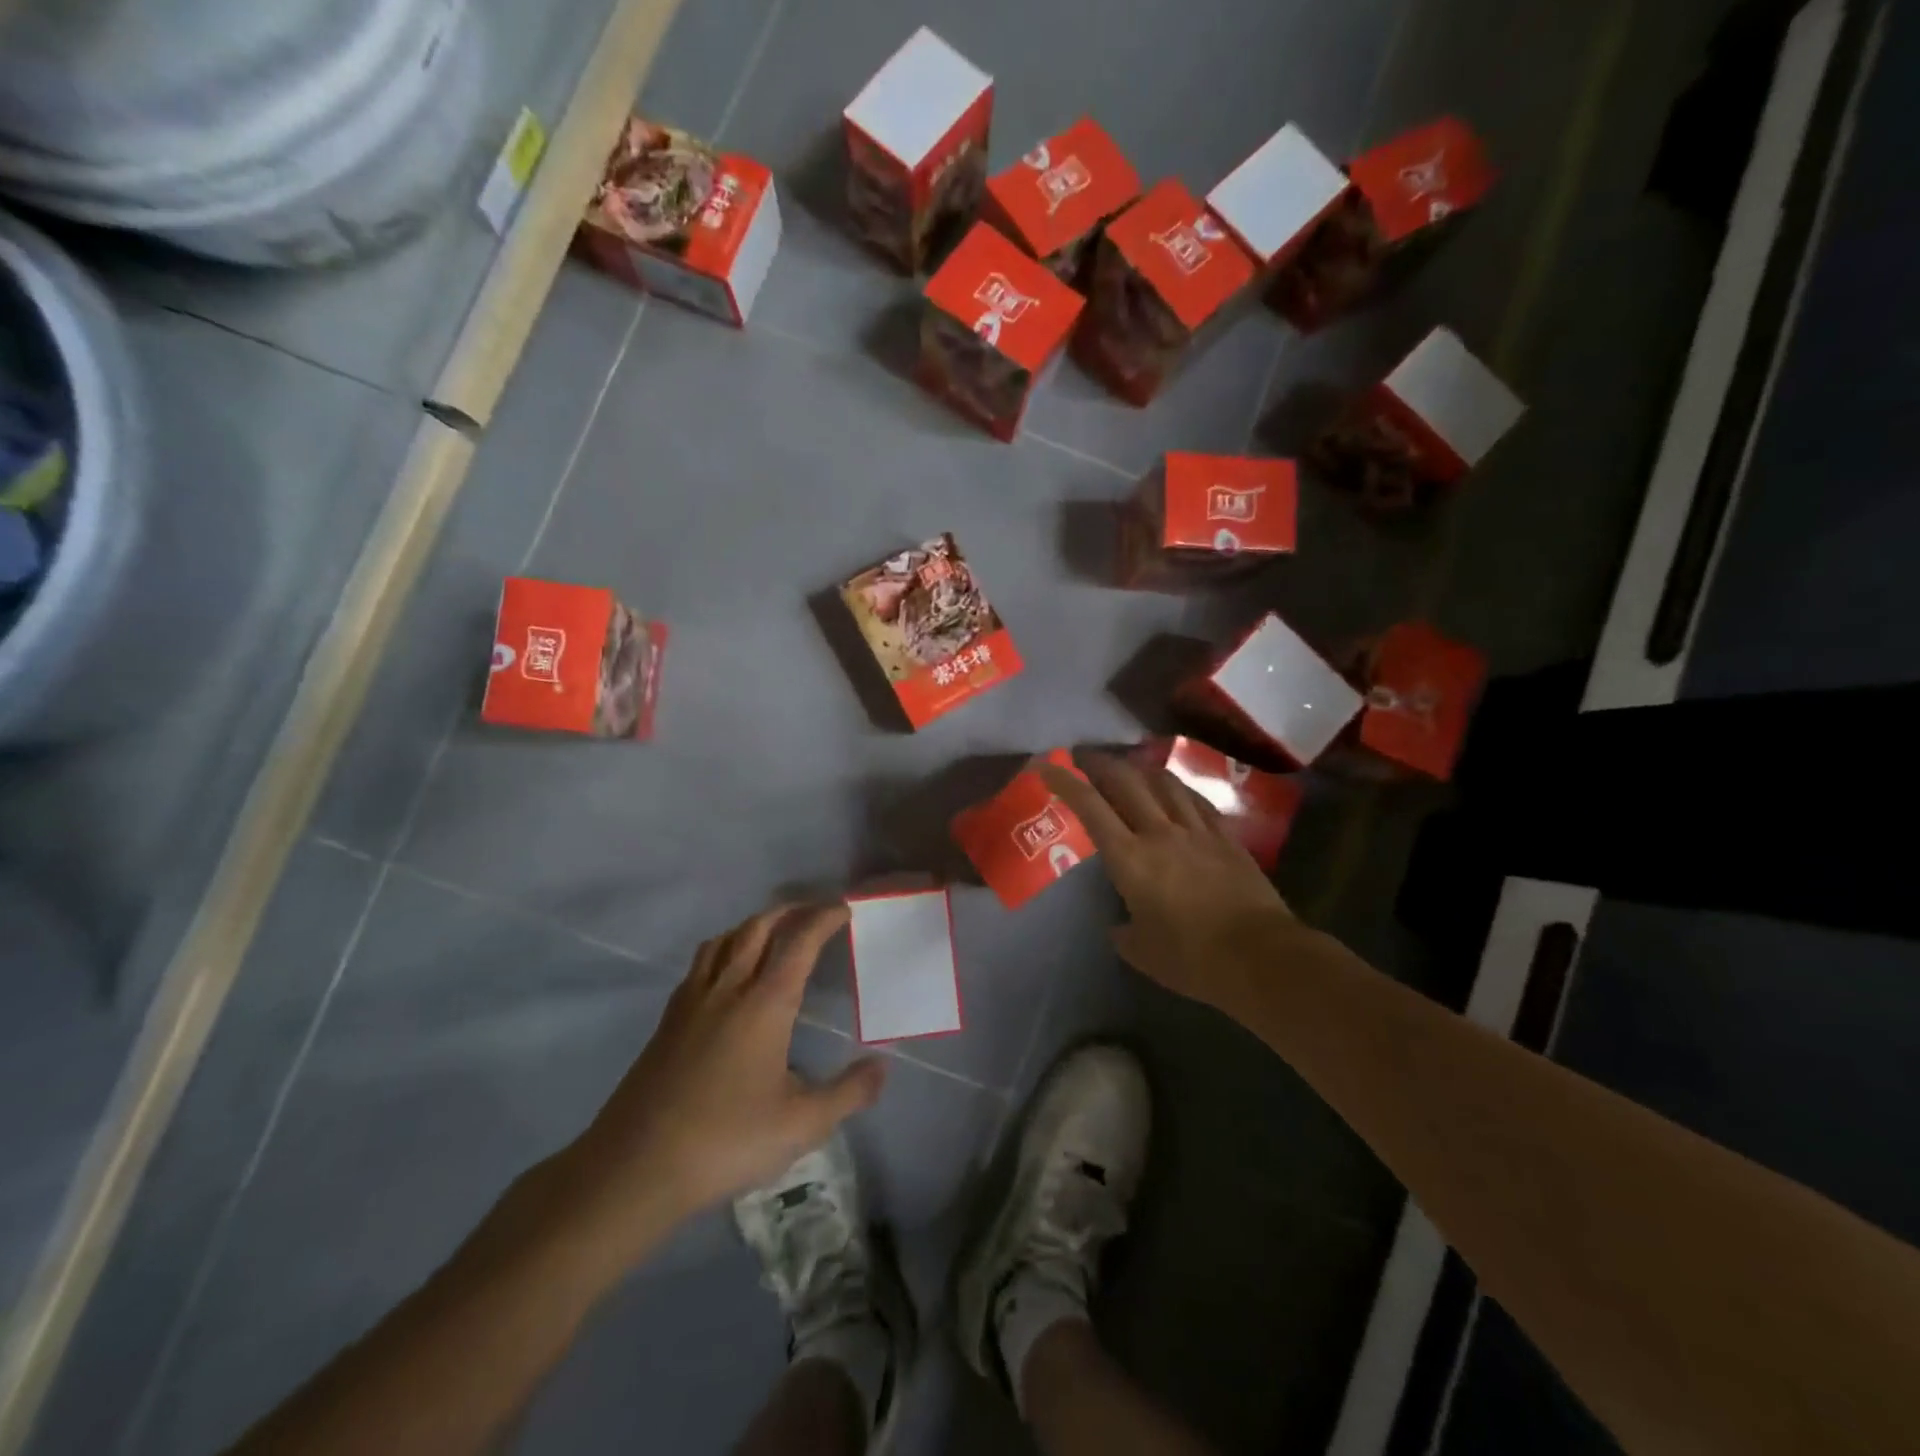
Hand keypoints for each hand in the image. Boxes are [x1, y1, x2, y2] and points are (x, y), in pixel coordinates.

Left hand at [546, 905, 883, 1271]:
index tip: (844, 910)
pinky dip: (725, 947)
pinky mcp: (668, 1019)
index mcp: (765, 1003)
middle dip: (790, 911)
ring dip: (755, 924)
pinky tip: (727, 973)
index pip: (799, 941)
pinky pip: (701, 962)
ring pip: (725, 939)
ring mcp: (692, 1000)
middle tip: (815, 911)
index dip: (824, 918)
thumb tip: (883, 1067)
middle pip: (759, 927)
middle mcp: (728, 987)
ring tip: (773, 931)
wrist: (635, 1166)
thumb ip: (848, 1093)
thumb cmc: (726, 1140)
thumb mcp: (801, 1124)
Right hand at [1041, 752, 1295, 1013]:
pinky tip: (1174, 789)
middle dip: (1100, 764)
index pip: (1090, 807)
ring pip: (1164, 783)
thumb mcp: (1142, 952)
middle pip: (1126, 782)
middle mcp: (1160, 833)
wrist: (1260, 956)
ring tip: (1129, 767)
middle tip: (1084, 758)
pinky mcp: (1226, 838)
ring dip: (1140, 770)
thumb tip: (1120, 925)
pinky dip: (1177, 788)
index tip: (1046, 766)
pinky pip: (1197, 800)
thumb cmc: (1192, 958)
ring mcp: (1197, 831)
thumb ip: (1123, 932)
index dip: (1065, 782)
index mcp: (1130, 859)